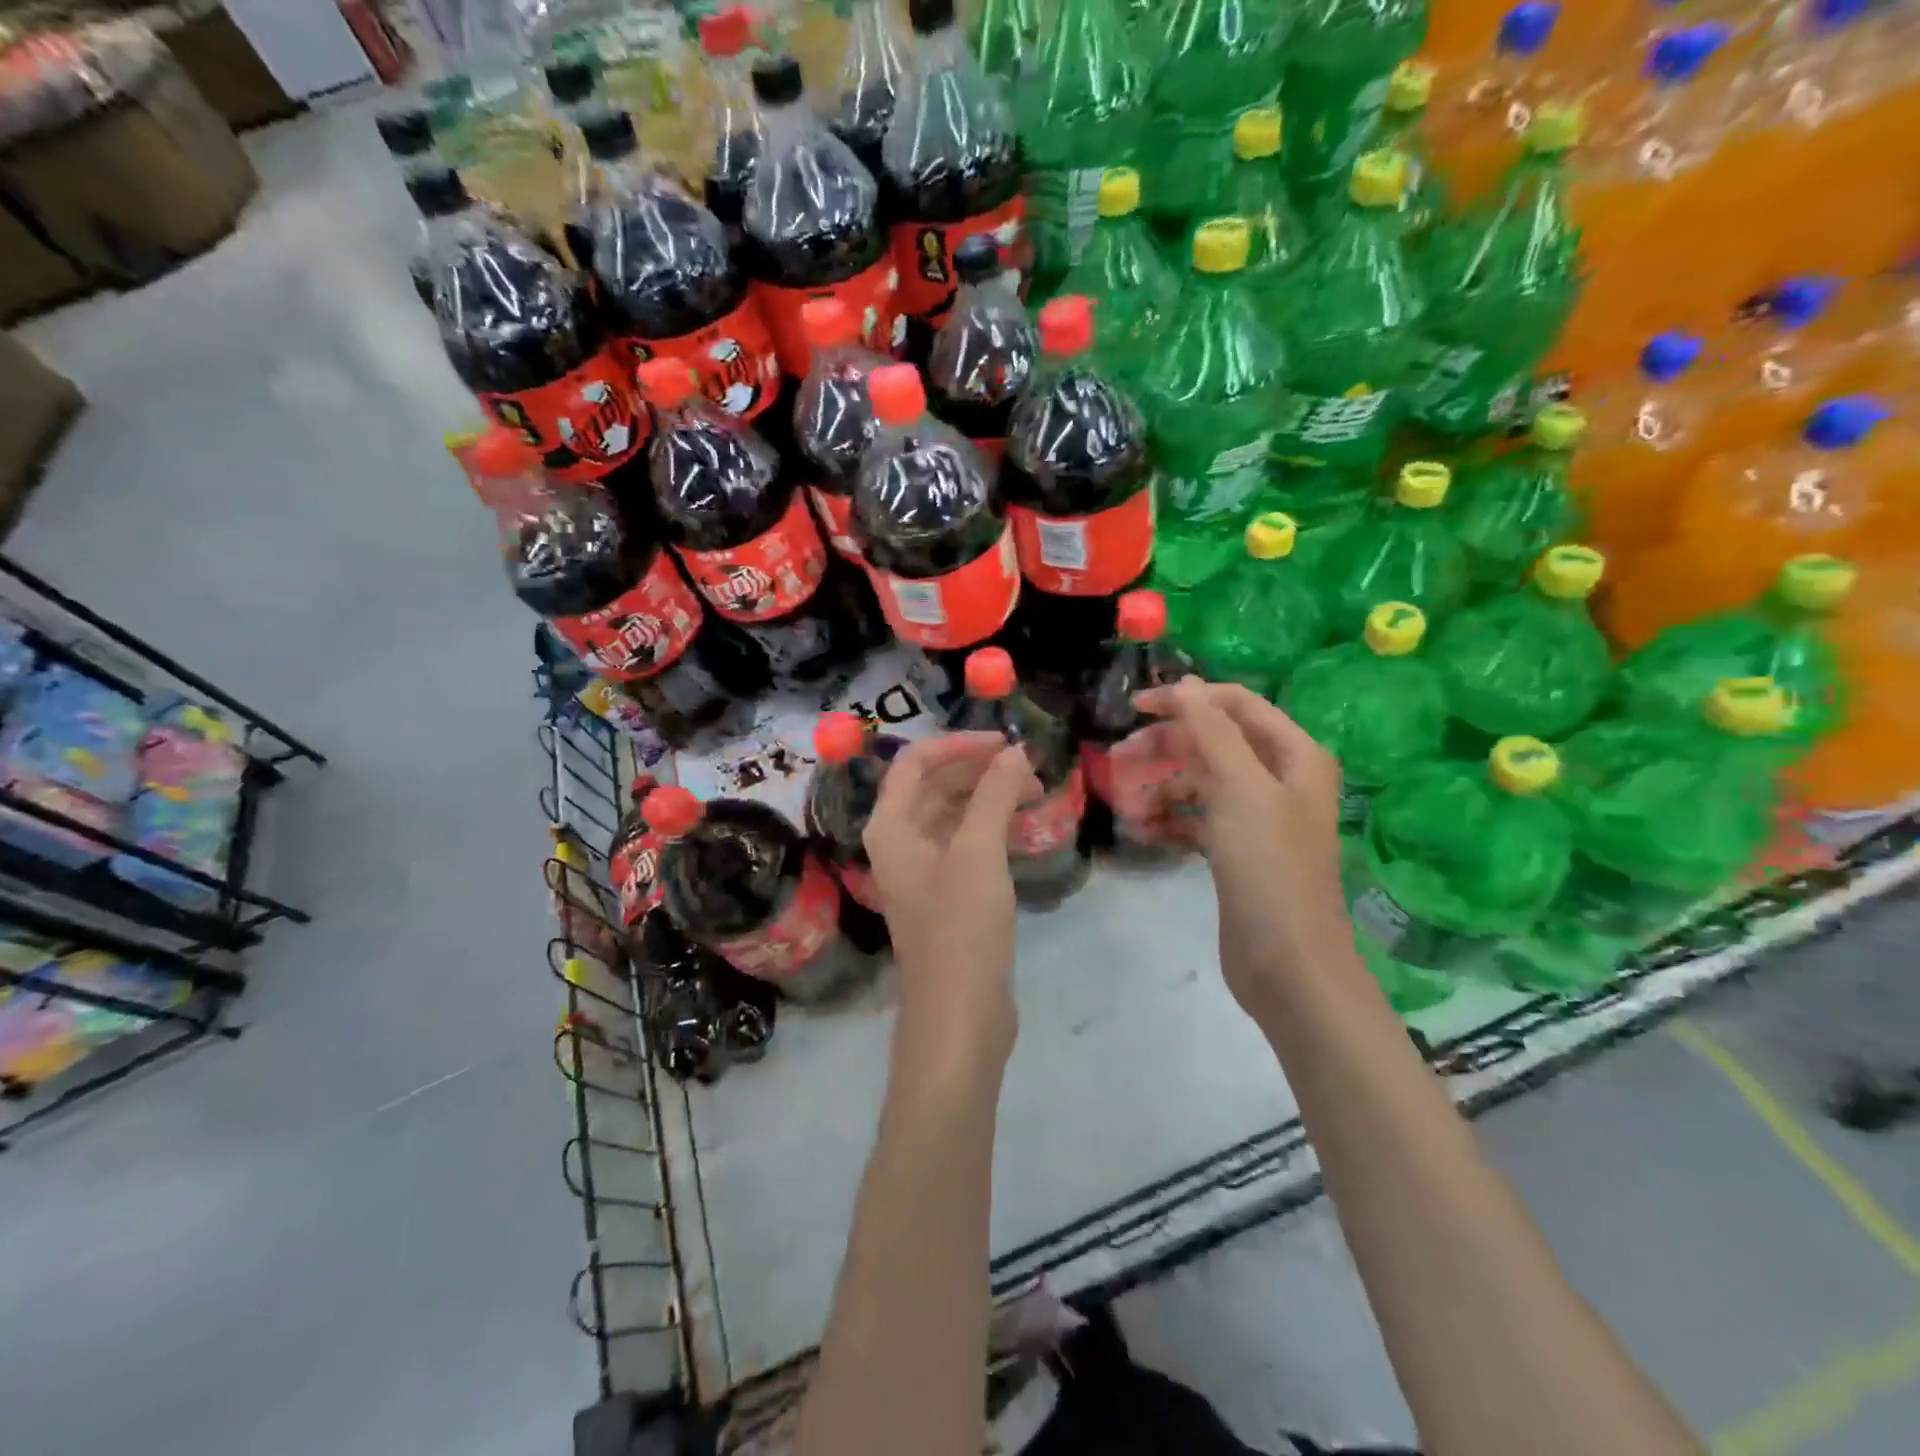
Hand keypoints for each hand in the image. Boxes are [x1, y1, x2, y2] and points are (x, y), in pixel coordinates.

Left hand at [864, 733, 1038, 1066]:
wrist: (959, 1014)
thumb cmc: (960, 927)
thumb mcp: (978, 853)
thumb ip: (994, 795)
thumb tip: (1015, 751)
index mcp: (891, 827)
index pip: (916, 762)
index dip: (960, 744)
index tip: (1006, 743)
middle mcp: (900, 842)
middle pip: (935, 785)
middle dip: (981, 771)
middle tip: (1031, 771)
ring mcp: (923, 870)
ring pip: (953, 814)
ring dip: (989, 798)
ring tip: (1035, 796)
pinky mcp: (946, 893)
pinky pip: (966, 843)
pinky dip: (992, 829)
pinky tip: (1023, 830)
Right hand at [1134, 679, 1350, 1017]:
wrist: (1288, 962)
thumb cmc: (1269, 866)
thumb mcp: (1241, 788)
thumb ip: (1212, 731)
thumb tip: (1185, 684)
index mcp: (1293, 755)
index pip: (1235, 705)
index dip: (1186, 699)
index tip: (1135, 707)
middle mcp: (1278, 780)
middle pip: (1213, 744)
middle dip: (1166, 749)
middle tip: (1118, 759)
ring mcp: (1257, 818)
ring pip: (1200, 784)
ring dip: (1162, 790)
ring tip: (1130, 810)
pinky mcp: (1237, 851)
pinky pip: (1196, 820)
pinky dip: (1170, 821)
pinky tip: (1144, 833)